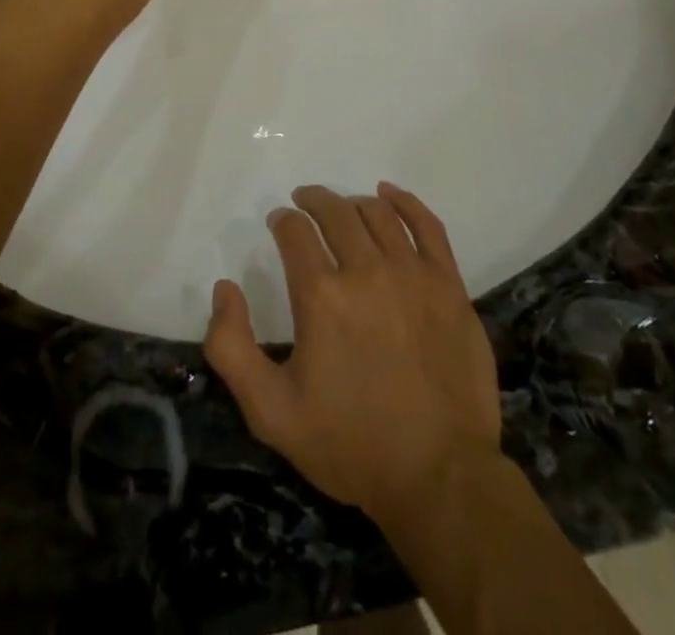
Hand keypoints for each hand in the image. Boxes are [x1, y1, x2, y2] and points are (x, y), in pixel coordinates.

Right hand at [203, 183, 502, 528]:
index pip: (295, 231)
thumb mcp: (271, 411)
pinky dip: (405, 202)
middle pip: (335, 212)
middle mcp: (366, 271)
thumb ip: (231, 347)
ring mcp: (413, 275)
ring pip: (377, 213)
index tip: (280, 225)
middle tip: (304, 204)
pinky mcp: (449, 286)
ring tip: (343, 209)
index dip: (283, 221)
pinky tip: (390, 195)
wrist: (440, 478)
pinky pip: (427, 225)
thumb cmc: (351, 444)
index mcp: (321, 296)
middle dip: (313, 201)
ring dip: (352, 203)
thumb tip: (224, 287)